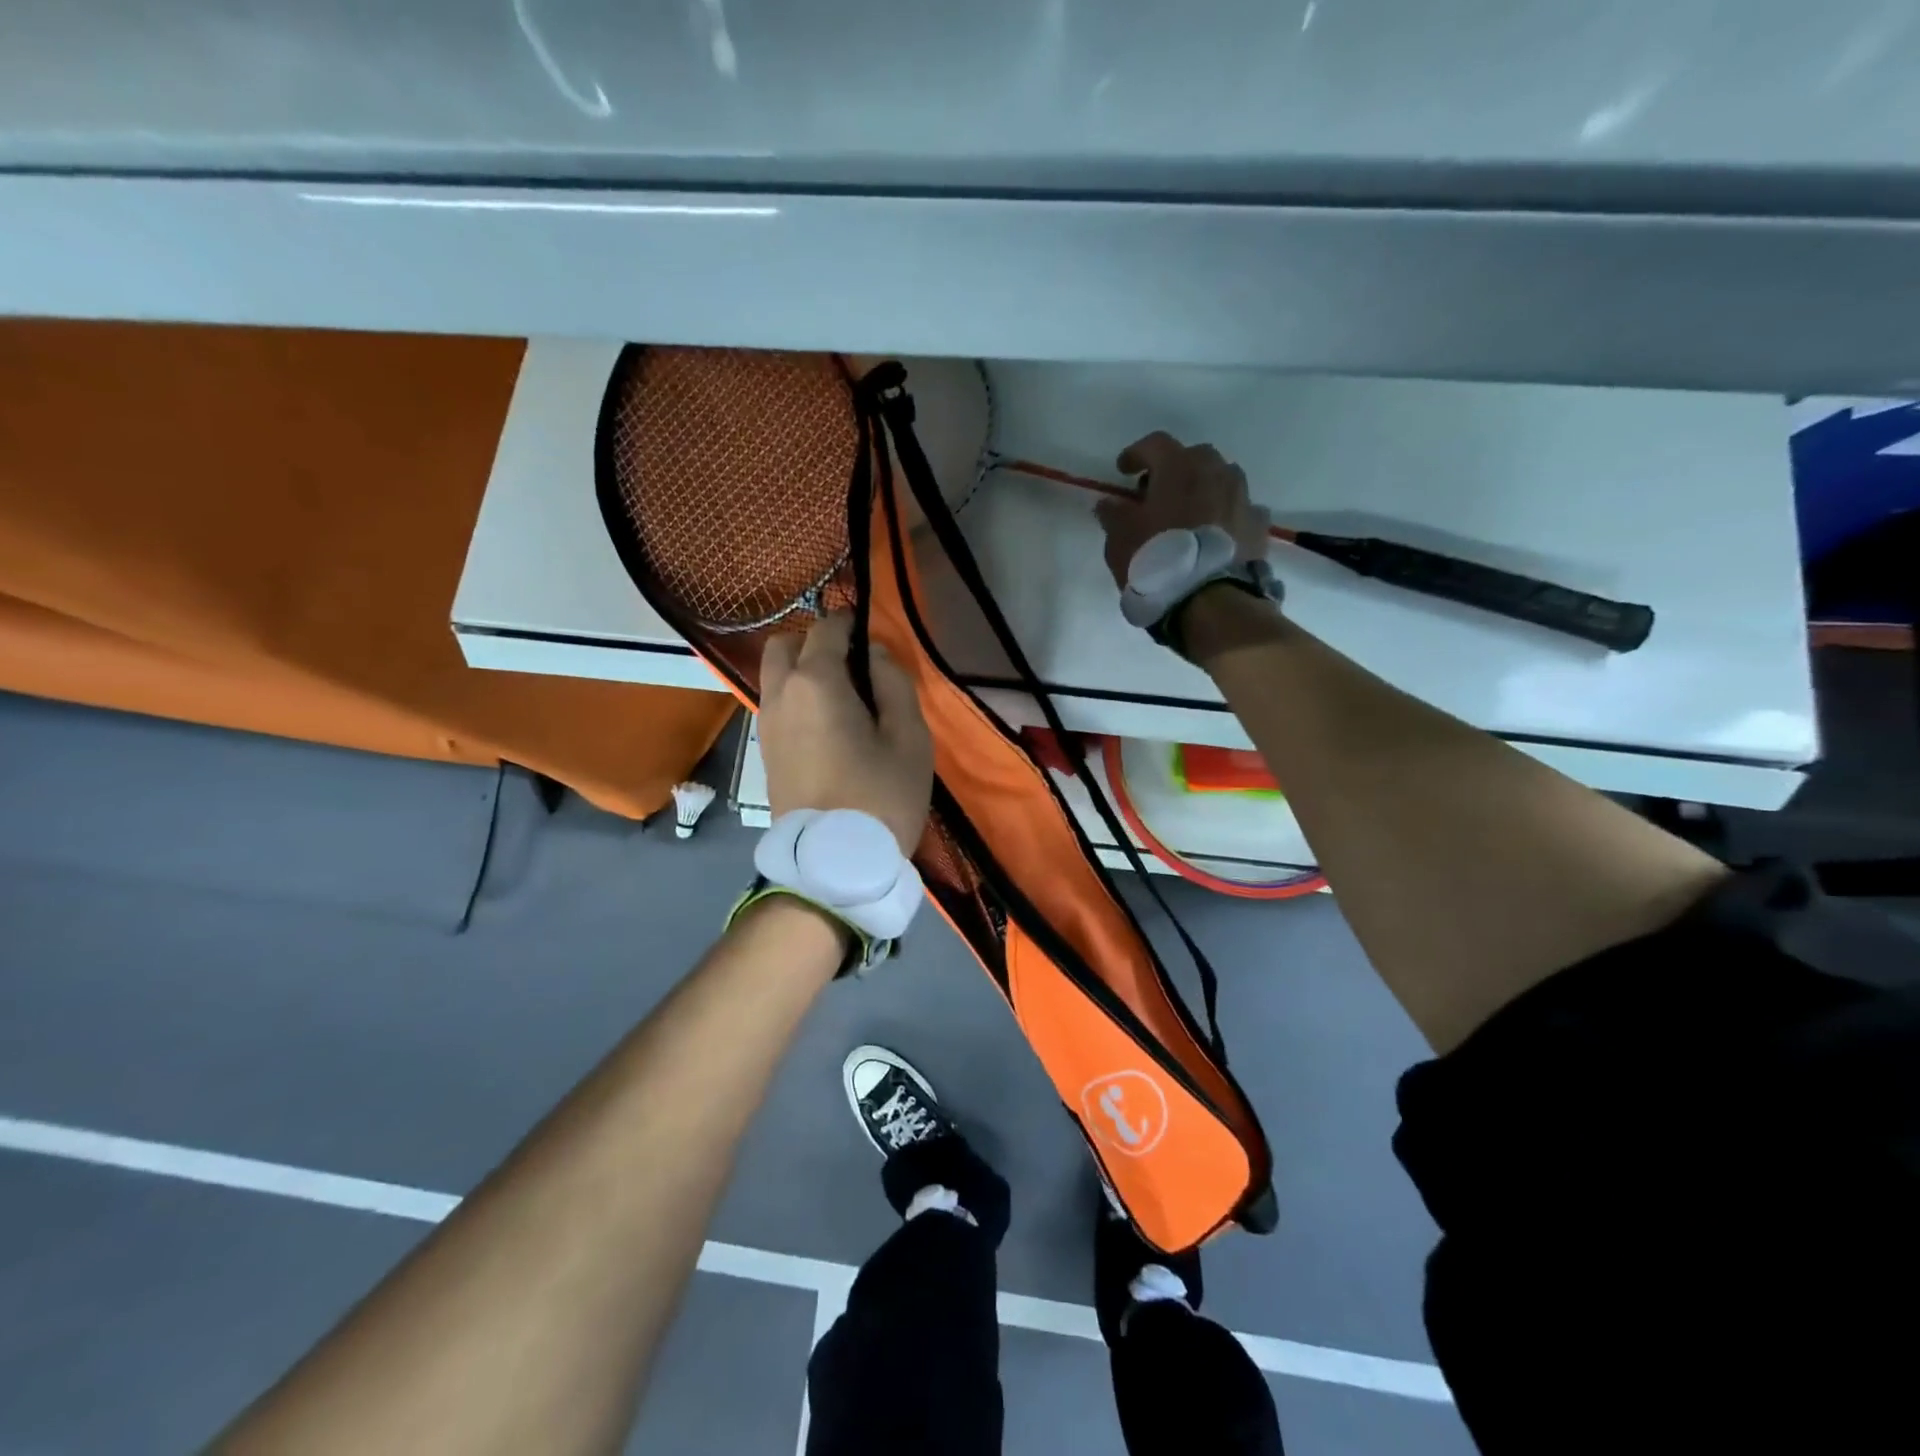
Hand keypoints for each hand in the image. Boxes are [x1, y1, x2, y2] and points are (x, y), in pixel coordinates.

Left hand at [759, 614, 933, 855]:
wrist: (832, 863)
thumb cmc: (880, 796)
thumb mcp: (909, 737)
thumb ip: (893, 682)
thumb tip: (875, 653)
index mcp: (815, 681)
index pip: (827, 628)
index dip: (852, 623)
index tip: (874, 638)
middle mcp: (780, 693)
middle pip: (784, 643)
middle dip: (815, 642)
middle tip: (853, 666)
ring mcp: (765, 723)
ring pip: (775, 674)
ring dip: (802, 670)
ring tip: (843, 698)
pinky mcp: (763, 750)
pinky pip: (775, 703)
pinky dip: (795, 697)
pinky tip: (826, 724)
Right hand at [1094, 432, 1273, 588]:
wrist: (1211, 601)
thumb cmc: (1157, 561)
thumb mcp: (1120, 540)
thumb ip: (1113, 515)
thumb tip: (1109, 504)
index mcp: (1179, 467)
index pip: (1155, 444)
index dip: (1136, 454)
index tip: (1123, 470)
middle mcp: (1216, 472)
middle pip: (1194, 458)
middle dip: (1174, 471)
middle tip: (1158, 494)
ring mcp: (1242, 497)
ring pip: (1221, 480)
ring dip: (1204, 490)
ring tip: (1189, 516)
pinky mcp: (1259, 524)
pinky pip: (1239, 510)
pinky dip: (1226, 516)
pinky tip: (1216, 536)